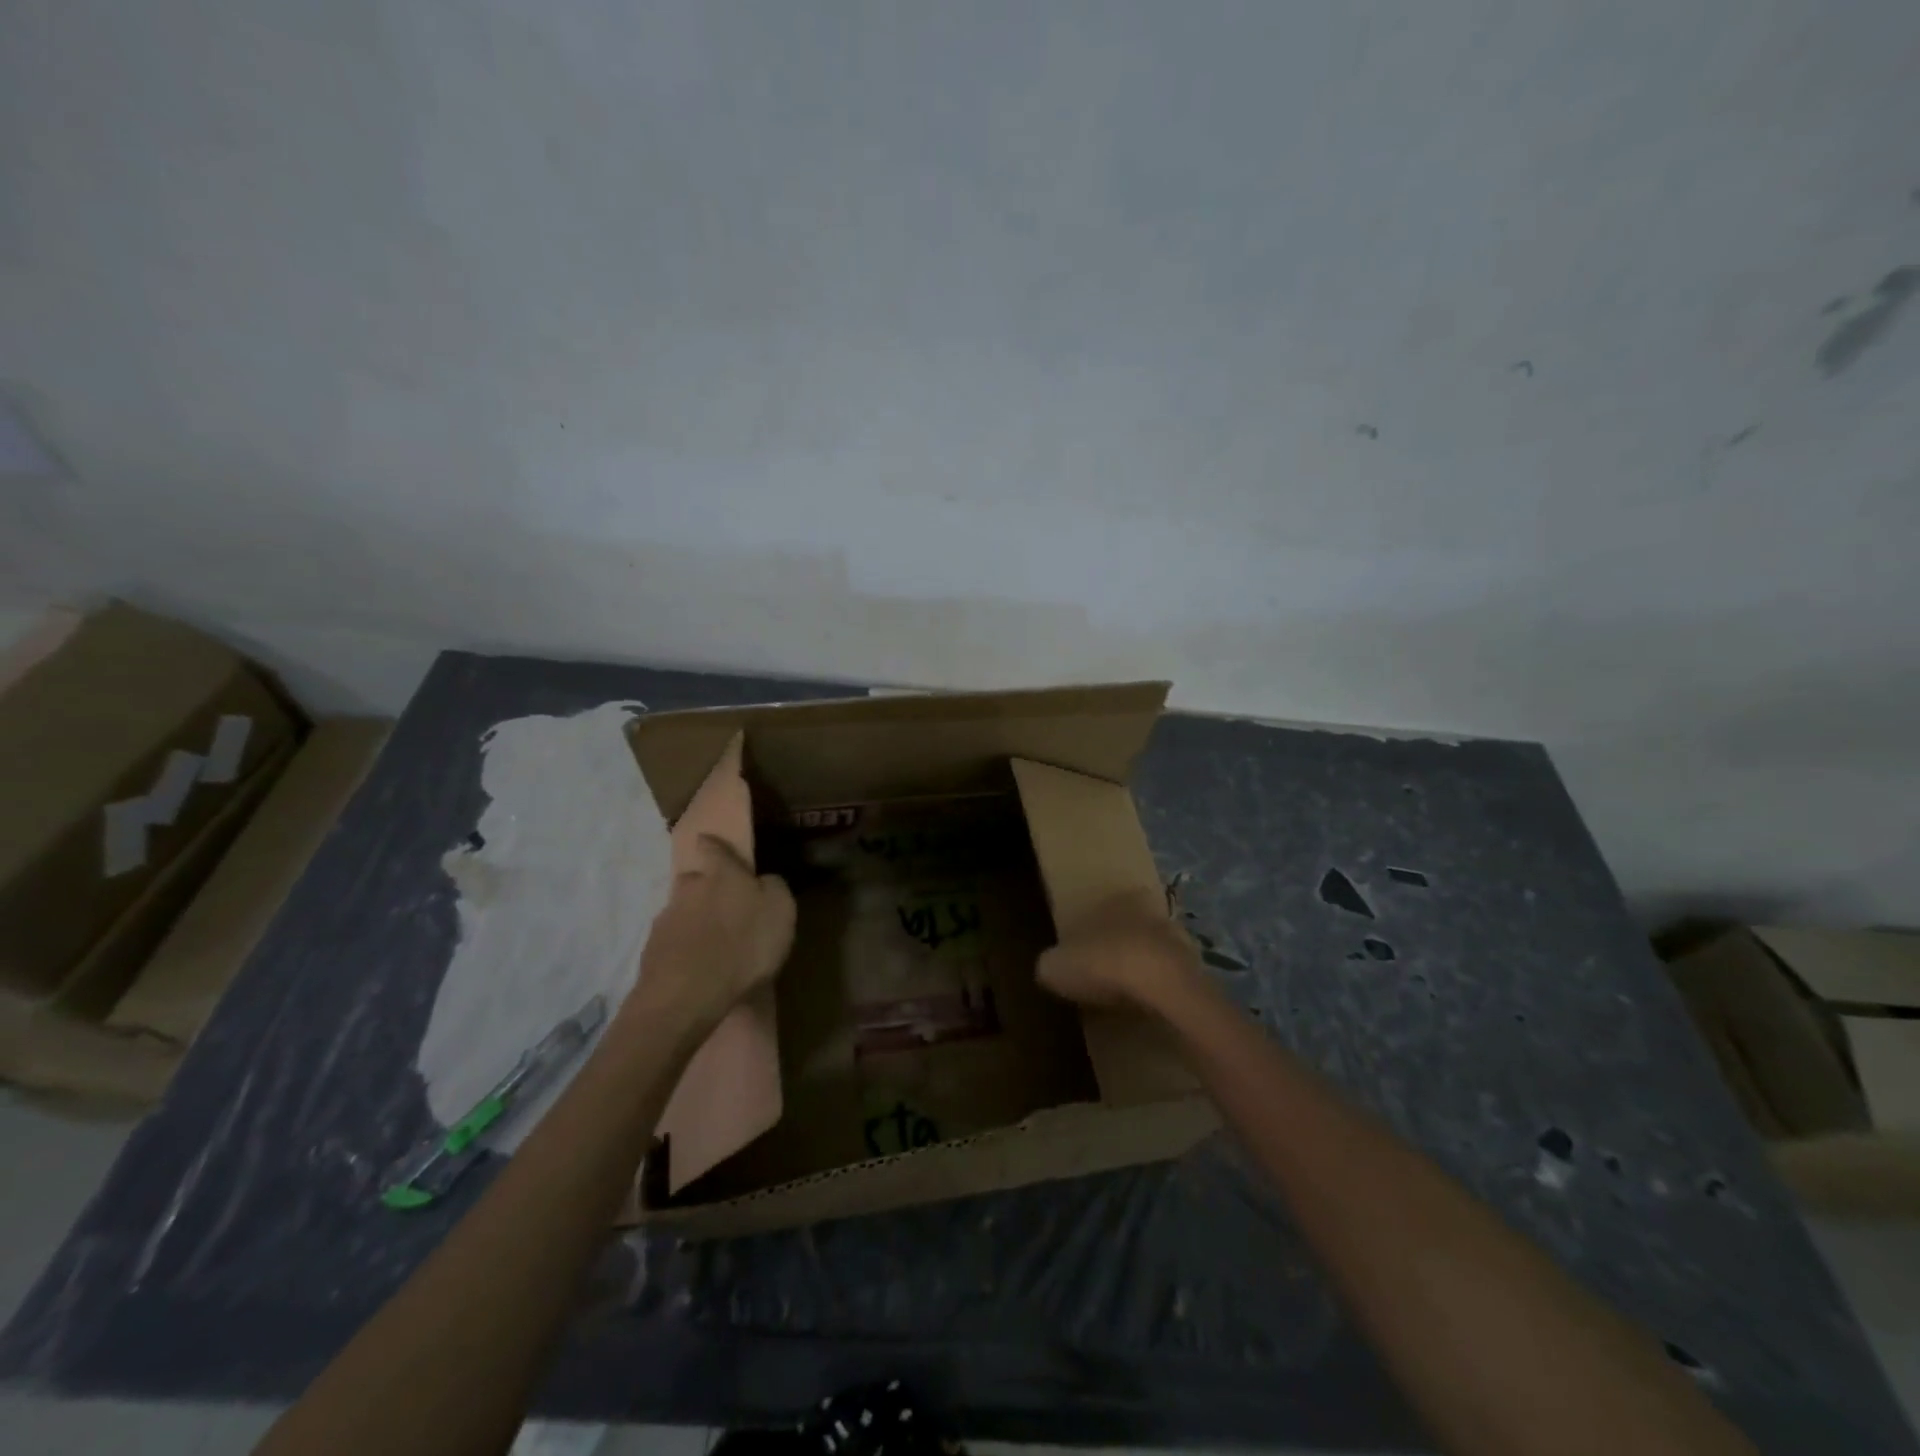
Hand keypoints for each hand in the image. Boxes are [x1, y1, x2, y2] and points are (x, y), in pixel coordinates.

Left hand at [636, 833, 795, 1030]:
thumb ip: (773, 888)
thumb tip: (763, 880)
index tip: (708, 841)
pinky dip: (682, 948)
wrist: (687, 995)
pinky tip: (694, 965)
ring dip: (692, 920)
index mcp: (722, 875)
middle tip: (720, 905)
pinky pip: (671, 941)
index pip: (713, 848)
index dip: (712, 844)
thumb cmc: (744, 945)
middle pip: (693, 879)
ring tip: (709, 943)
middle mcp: (689, 889)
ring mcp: (665, 920)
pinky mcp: (651, 951)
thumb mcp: (780, 911)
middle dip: (703, 887)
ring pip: (680, 911)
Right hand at [1037, 888, 1202, 1016]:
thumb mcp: (1056, 965)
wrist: (1163, 988)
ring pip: (1153, 954)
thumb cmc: (1104, 963)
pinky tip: (1143, 1010)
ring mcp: (1179, 941)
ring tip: (1121, 997)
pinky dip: (1157, 993)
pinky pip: (1169, 981)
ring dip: (1140, 972)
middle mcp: (1152, 912)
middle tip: (1099, 975)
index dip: (1090, 930)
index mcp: (1118, 899)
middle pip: (1130, 929)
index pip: (1103, 906)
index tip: (1080, 953)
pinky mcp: (1196, 972)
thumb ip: (1051, 963)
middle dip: (1117, 948)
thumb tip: (1049, 968)